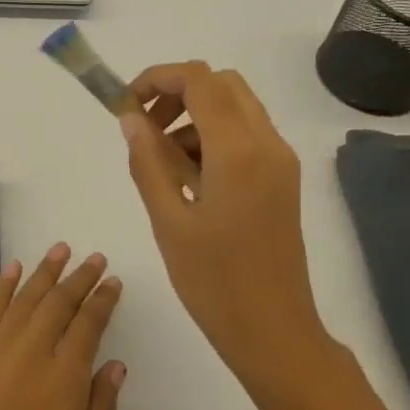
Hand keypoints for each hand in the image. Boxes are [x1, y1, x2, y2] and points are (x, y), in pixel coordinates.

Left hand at [0, 244, 124, 409]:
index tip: (113, 282)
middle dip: (80, 277)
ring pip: (25, 297)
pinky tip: (14, 268)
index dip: (103, 300)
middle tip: (94, 259)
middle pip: (59, 303)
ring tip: (61, 250)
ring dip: (45, 271)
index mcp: (64, 379)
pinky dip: (3, 285)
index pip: (89, 325)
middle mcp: (31, 353)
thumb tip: (116, 364)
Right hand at [120, 62, 326, 375]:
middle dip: (177, 92)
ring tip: (163, 160)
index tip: (126, 104)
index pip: (198, 80)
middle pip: (221, 83)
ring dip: (195, 114)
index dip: (157, 78)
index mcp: (238, 151)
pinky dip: (214, 135)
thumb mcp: (168, 221)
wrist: (275, 332)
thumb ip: (148, 161)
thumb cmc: (215, 282)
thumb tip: (130, 118)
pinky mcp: (283, 178)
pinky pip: (247, 134)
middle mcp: (267, 143)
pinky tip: (190, 178)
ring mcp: (280, 160)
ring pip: (236, 106)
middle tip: (145, 127)